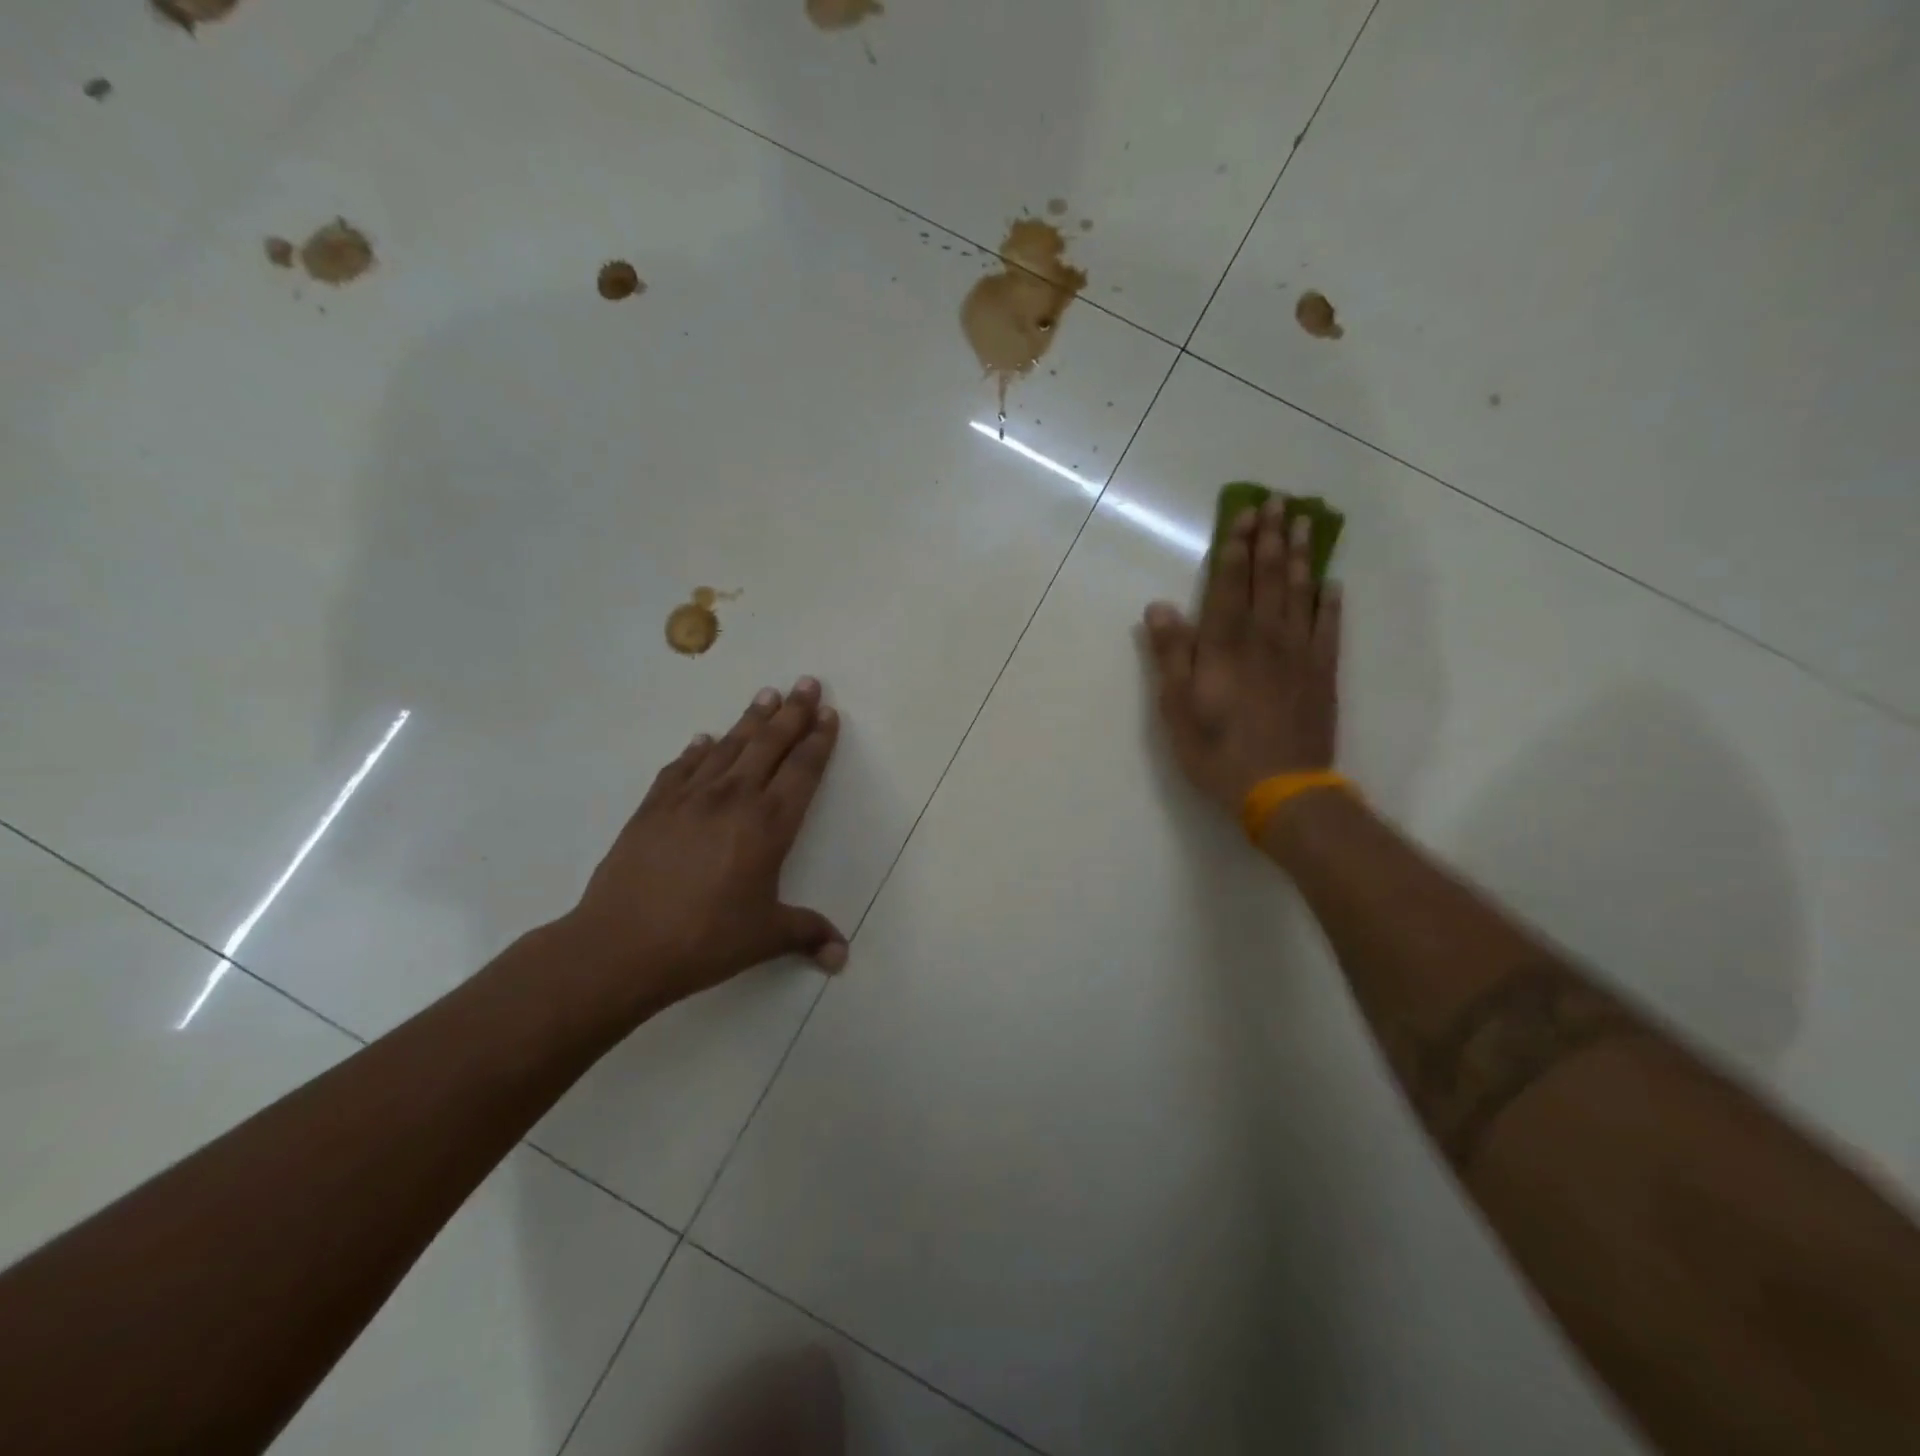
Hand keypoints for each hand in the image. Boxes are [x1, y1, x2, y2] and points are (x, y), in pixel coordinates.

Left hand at [557, 678, 847, 1023]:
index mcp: (769, 825)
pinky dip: (697, 750)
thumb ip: (807, 934)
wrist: (622, 944)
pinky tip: (703, 738)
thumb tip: (842, 957)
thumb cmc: (705, 940)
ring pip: (729, 746)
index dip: (819, 740)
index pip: (802, 771)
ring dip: (751, 719)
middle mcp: (734, 799)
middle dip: (792, 712)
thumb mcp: (765, 937)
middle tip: (807, 682)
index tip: (828, 713)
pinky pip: (682, 767)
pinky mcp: (654, 806)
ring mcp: (690, 798)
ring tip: (766, 695)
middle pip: (770, 744)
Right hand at [1142, 498, 1341, 813]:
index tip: (1245, 513)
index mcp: (1226, 644)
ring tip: (1305, 524)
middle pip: (1270, 577)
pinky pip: (1330, 627)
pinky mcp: (1323, 673)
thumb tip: (1160, 606)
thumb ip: (1171, 654)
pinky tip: (1332, 582)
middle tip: (1280, 502)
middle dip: (1271, 538)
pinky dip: (1331, 601)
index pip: (1231, 583)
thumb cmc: (1216, 750)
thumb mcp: (1176, 707)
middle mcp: (1265, 637)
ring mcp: (1299, 653)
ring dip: (1301, 556)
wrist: (1281, 788)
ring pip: (1301, 593)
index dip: (1237, 546)